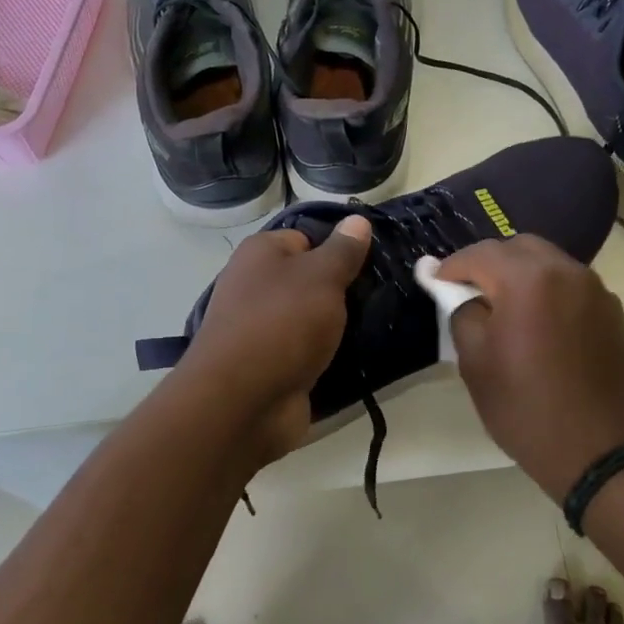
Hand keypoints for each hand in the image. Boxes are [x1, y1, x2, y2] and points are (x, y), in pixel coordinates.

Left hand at [177, 214, 371, 462]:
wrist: (243, 403)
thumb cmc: (282, 324)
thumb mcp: (321, 276)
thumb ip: (343, 250)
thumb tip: (356, 220)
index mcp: (260, 254)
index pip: (307, 238)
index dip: (338, 248)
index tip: (370, 263)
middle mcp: (255, 286)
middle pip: (309, 279)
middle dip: (342, 289)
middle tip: (380, 295)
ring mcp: (262, 329)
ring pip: (311, 317)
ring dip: (338, 325)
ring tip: (377, 323)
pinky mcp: (272, 365)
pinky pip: (308, 350)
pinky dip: (328, 354)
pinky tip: (358, 355)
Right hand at [439, 235, 623, 500]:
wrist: (603, 453)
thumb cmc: (528, 410)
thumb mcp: (476, 364)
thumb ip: (461, 313)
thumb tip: (457, 291)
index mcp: (528, 279)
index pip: (479, 254)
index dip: (452, 266)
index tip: (434, 280)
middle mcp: (566, 271)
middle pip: (518, 247)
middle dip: (489, 263)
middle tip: (468, 291)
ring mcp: (595, 289)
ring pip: (548, 262)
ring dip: (520, 274)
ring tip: (503, 307)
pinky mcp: (612, 311)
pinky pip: (570, 284)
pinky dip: (547, 290)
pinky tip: (538, 322)